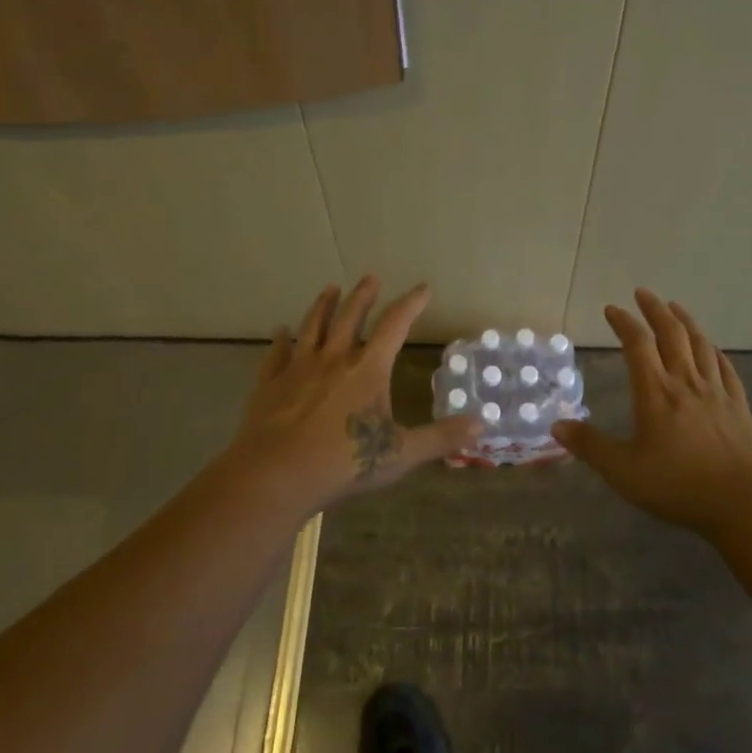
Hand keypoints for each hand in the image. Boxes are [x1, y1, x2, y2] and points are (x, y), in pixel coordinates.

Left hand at [228, 277, 481, 515]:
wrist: (276, 475)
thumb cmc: (343, 463)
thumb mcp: (401, 454)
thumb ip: (440, 438)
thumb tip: (481, 425)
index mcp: (368, 369)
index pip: (395, 326)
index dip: (411, 304)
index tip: (422, 287)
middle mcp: (334, 358)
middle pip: (350, 316)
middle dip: (363, 295)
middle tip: (370, 277)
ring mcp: (299, 368)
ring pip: (313, 327)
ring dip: (323, 305)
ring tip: (329, 288)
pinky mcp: (270, 383)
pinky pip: (276, 354)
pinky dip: (279, 340)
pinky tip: (279, 331)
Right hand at [554, 289, 751, 535]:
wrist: (743, 501)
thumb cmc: (678, 485)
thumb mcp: (624, 472)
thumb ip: (590, 447)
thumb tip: (556, 426)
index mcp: (655, 392)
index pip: (637, 344)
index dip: (624, 322)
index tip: (612, 309)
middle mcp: (685, 382)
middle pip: (671, 334)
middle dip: (655, 309)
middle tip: (643, 293)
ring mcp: (716, 391)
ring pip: (700, 344)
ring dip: (685, 321)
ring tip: (675, 308)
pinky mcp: (738, 406)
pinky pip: (725, 368)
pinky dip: (714, 352)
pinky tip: (712, 349)